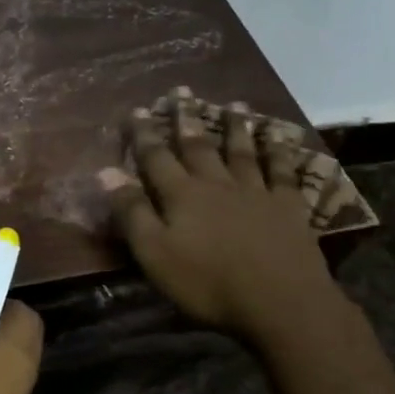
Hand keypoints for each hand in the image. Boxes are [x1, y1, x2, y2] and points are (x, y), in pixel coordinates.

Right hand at [98, 98, 342, 344]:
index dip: (144, 135)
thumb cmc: (208, 283)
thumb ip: (132, 212)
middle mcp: (217, 184)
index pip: (156, 158)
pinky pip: (283, 172)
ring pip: (242, 152)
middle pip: (198, 146)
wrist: (280, 302)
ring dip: (235, 127)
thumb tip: (106, 171)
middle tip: (181, 91)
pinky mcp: (288, 207)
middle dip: (186, 119)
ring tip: (233, 103)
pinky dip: (280, 151)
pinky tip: (280, 137)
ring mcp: (256, 192)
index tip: (137, 110)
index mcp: (182, 196)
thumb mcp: (155, 253)